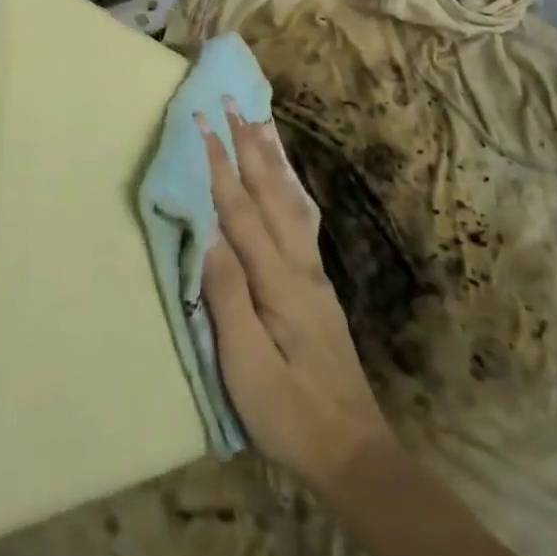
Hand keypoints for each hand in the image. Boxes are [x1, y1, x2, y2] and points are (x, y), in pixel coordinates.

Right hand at [200, 107, 394, 489]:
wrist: (353, 450)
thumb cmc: (290, 413)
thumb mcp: (248, 367)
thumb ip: (228, 298)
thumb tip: (208, 236)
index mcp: (277, 281)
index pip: (241, 211)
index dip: (220, 165)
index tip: (203, 124)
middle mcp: (298, 264)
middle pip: (269, 193)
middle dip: (248, 146)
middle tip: (232, 104)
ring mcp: (313, 272)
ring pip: (290, 200)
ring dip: (272, 158)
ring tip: (262, 123)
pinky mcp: (318, 284)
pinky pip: (302, 219)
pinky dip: (291, 187)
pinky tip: (289, 180)